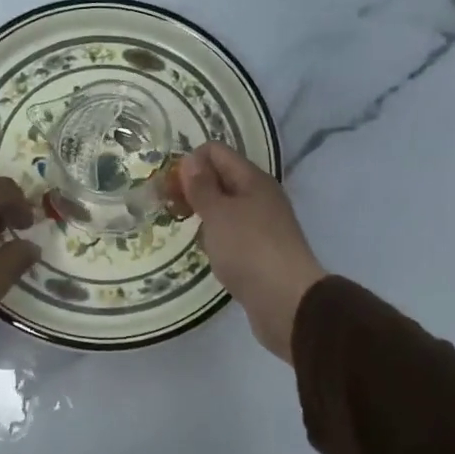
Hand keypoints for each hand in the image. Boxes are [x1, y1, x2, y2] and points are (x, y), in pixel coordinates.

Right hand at [179, 143, 326, 361]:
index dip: (190, 162)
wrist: (286, 301)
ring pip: (226, 207)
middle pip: (221, 178)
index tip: (169, 187)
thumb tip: (191, 159)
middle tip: (168, 207)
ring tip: (182, 228)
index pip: (216, 152)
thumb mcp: (218, 213)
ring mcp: (262, 224)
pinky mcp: (260, 250)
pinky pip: (232, 232)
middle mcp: (260, 196)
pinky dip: (215, 235)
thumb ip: (202, 186)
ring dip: (203, 213)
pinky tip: (204, 249)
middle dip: (193, 188)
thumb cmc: (248, 250)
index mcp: (253, 179)